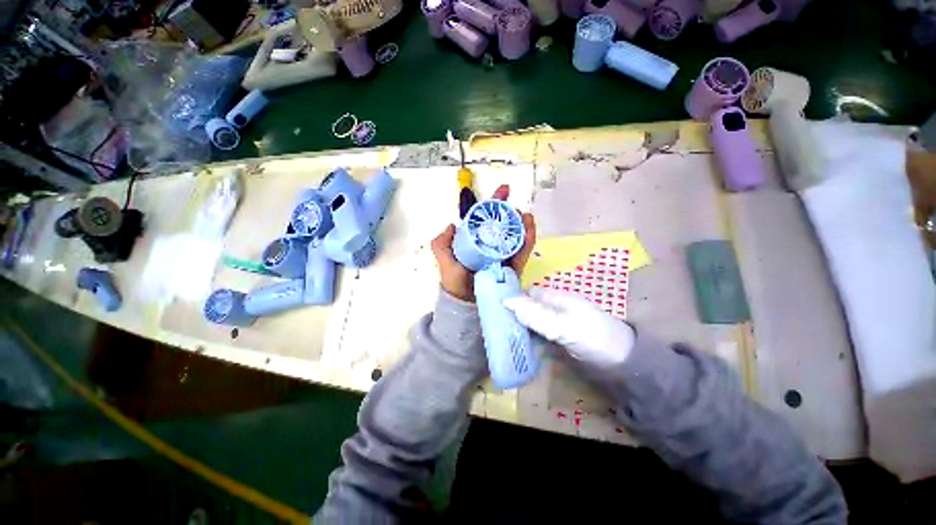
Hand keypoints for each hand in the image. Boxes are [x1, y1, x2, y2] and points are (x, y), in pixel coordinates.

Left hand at [431, 184, 536, 301]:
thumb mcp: (444, 258)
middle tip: (512, 203)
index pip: (487, 218)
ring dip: (522, 222)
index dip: (495, 203)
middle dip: (510, 210)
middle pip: (504, 223)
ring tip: (523, 214)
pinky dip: (528, 238)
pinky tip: (529, 226)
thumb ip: (441, 242)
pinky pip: (523, 250)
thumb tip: (452, 225)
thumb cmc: (454, 280)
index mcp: (478, 240)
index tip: (504, 189)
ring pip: (516, 234)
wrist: (464, 302)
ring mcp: (504, 254)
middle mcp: (492, 244)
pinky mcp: (514, 266)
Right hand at [503, 288, 635, 366]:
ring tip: (498, 337)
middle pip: (527, 308)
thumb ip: (536, 314)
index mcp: (555, 298)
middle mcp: (554, 308)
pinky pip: (538, 336)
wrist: (624, 365)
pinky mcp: (559, 340)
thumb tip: (506, 300)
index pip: (527, 293)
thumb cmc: (594, 338)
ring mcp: (557, 325)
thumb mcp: (563, 326)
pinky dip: (527, 340)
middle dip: (512, 315)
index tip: (492, 307)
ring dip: (518, 328)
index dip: (511, 297)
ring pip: (531, 322)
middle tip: (492, 326)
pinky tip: (516, 347)